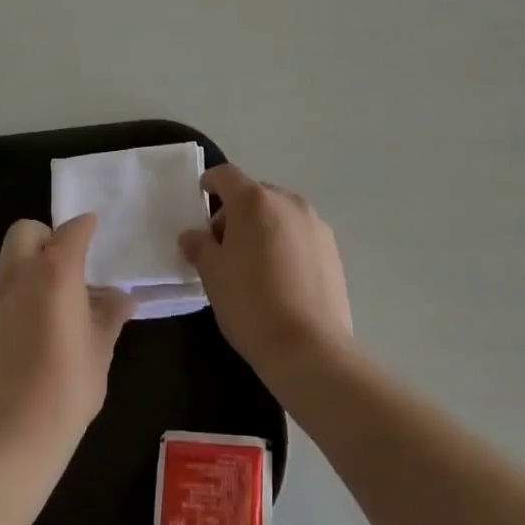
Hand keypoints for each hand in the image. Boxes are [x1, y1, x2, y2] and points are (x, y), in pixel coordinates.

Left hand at [0, 216, 134, 475]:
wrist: (10, 438)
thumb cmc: (66, 389)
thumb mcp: (100, 350)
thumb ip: (111, 315)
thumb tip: (123, 298)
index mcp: (56, 270)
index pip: (74, 229)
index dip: (87, 227)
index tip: (95, 232)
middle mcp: (20, 270)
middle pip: (27, 230)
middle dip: (46, 237)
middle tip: (65, 264)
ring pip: (7, 256)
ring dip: (26, 261)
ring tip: (46, 295)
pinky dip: (12, 288)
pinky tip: (26, 321)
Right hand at [180, 165, 352, 381]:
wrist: (310, 349)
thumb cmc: (251, 304)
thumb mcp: (212, 275)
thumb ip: (199, 246)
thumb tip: (192, 236)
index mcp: (254, 200)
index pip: (226, 175)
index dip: (210, 182)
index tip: (201, 198)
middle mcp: (287, 201)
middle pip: (254, 194)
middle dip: (236, 212)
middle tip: (223, 246)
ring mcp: (314, 223)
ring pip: (279, 214)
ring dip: (263, 227)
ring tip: (255, 265)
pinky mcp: (332, 249)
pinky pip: (300, 234)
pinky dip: (286, 244)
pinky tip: (281, 279)